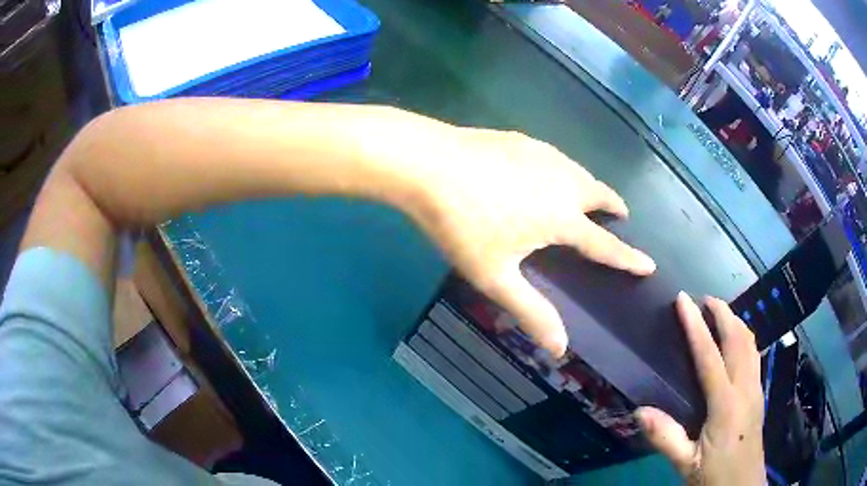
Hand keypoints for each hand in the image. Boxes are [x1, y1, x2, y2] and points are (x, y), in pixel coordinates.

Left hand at [409, 127, 654, 356]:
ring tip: (588, 196)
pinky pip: (556, 157)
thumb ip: (531, 310)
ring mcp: (542, 155)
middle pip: (600, 193)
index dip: (628, 258)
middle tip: (618, 214)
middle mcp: (562, 181)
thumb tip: (560, 348)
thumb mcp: (495, 276)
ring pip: (579, 171)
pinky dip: (565, 169)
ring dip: (590, 185)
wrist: (426, 164)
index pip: (605, 244)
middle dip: (613, 206)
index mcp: (561, 217)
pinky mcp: (522, 139)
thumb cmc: (461, 224)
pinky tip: (547, 172)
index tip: (649, 264)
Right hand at [637, 293, 764, 485]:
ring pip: (751, 342)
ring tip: (720, 313)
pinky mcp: (759, 393)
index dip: (696, 326)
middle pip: (738, 338)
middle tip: (705, 298)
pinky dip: (744, 337)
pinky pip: (754, 354)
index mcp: (725, 404)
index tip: (684, 300)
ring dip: (736, 321)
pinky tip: (736, 341)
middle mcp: (745, 388)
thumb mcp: (686, 464)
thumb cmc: (714, 475)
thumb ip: (666, 438)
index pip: (710, 356)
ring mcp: (756, 388)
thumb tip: (639, 410)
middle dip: (723, 312)